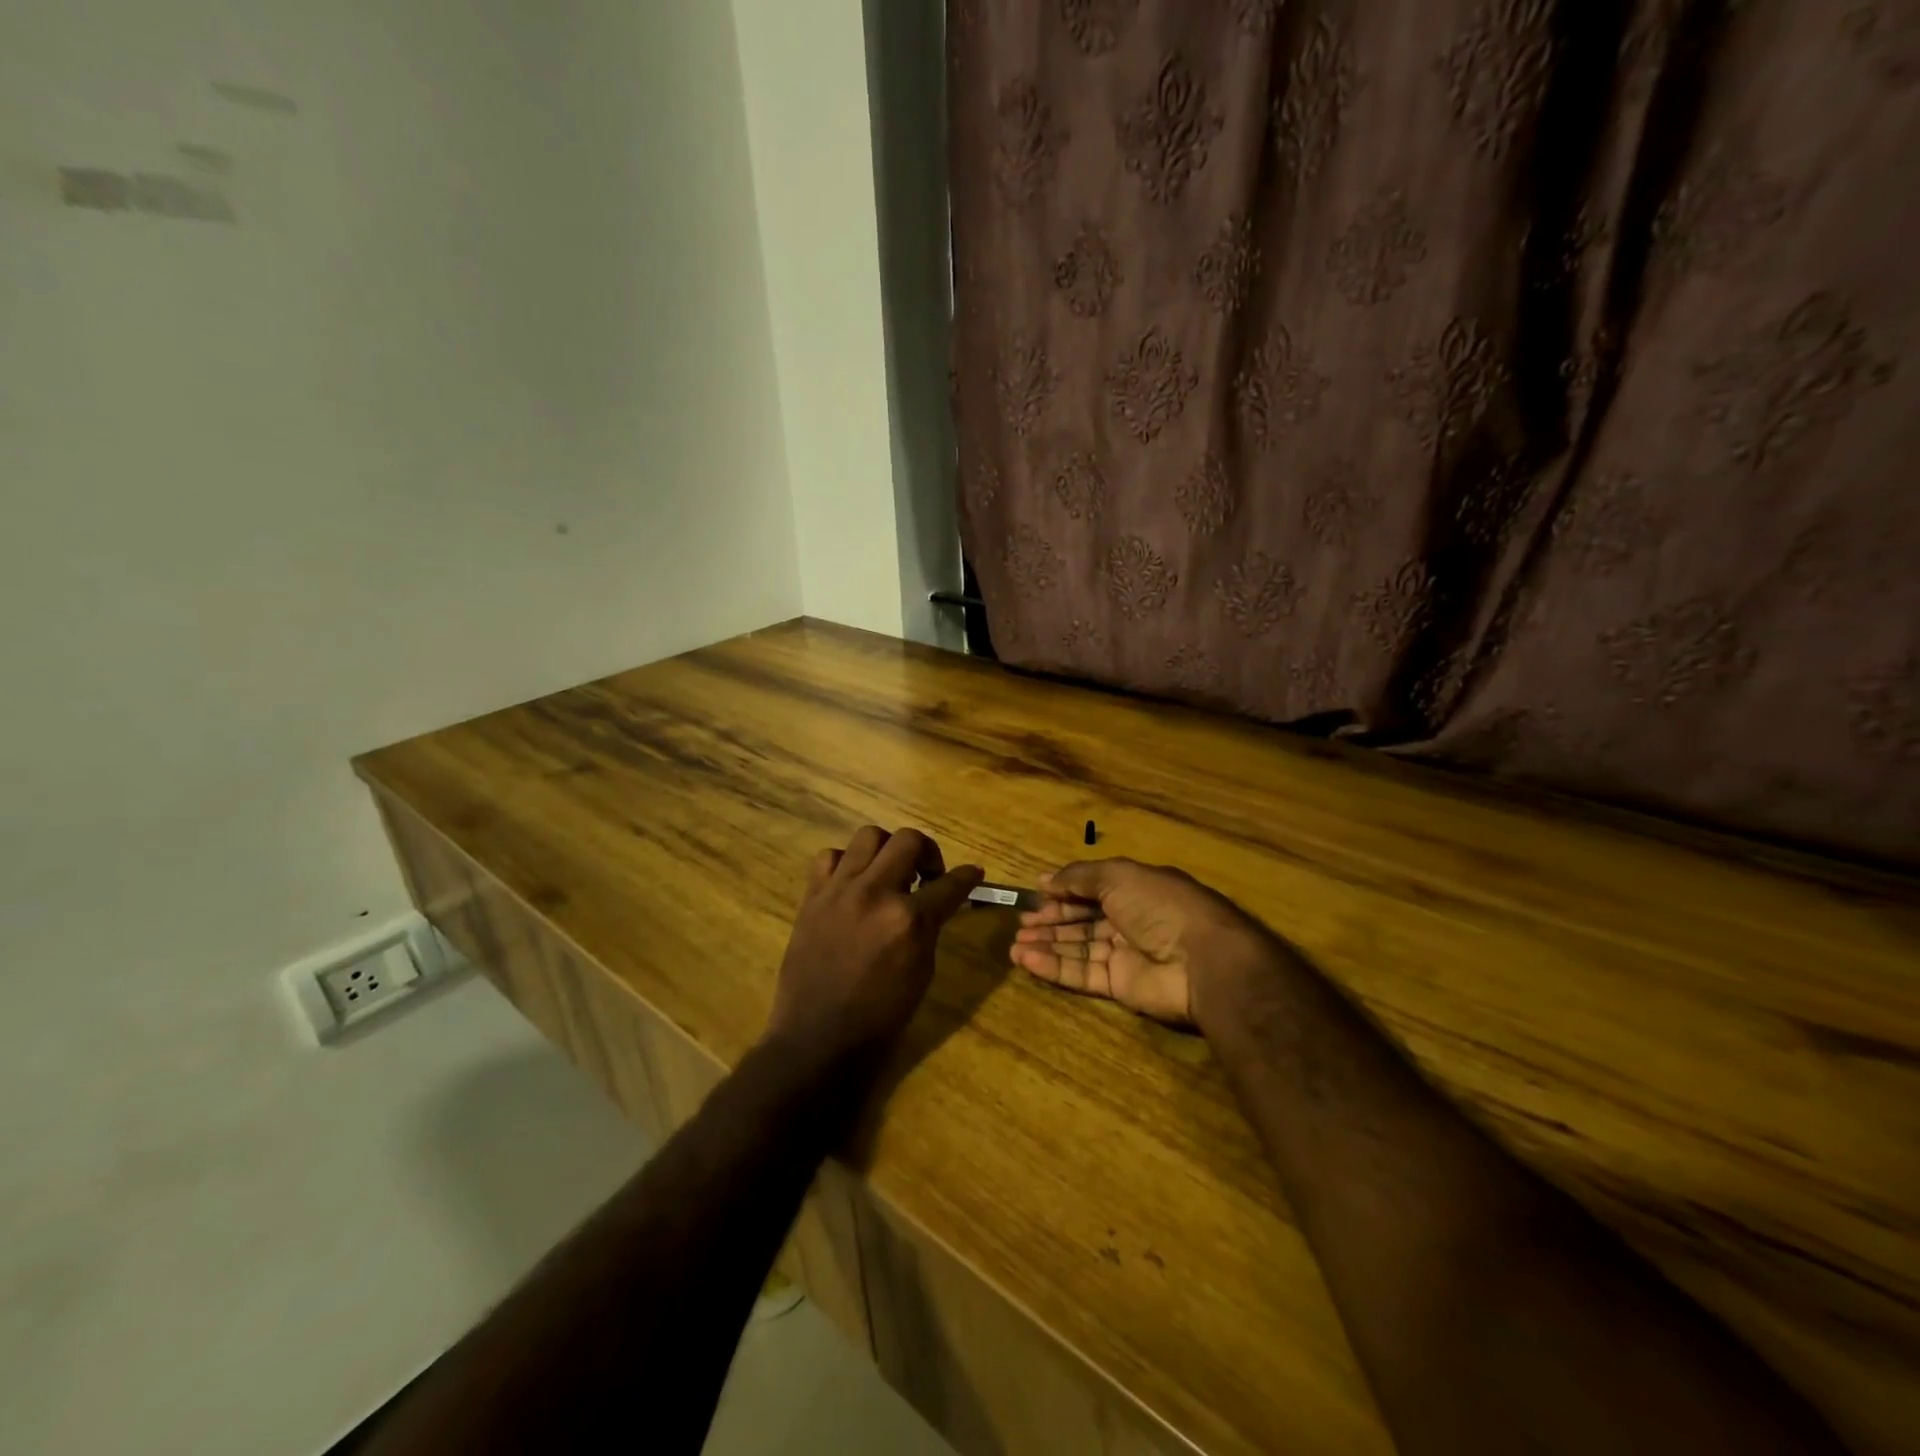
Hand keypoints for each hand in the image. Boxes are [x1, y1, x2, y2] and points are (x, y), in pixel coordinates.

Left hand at [765, 826, 982, 1066]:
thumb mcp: (922, 971)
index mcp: (909, 920)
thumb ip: (929, 927)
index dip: (967, 876)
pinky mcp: (812, 897)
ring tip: (888, 872)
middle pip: (908, 840)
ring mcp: (839, 891)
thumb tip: (937, 902)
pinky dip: (846, 863)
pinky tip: (853, 883)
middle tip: (927, 874)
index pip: (950, 884)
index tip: (973, 873)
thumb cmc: (881, 1016)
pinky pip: (830, 857)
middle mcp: (875, 894)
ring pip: (868, 836)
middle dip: (928, 852)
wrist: (819, 1038)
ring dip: (887, 849)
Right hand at [1010, 858, 1282, 1028]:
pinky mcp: (1120, 986)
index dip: (1063, 893)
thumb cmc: (1160, 906)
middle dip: (1051, 921)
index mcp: (1134, 890)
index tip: (1033, 896)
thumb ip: (1078, 877)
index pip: (1091, 890)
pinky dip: (1053, 967)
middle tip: (1020, 925)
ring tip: (1013, 946)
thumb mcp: (1117, 876)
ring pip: (1078, 949)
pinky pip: (1081, 974)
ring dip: (1046, 945)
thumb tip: (1044, 879)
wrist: (1201, 961)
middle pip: (1082, 921)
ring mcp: (1125, 955)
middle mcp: (1129, 920)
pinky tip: (1026, 960)